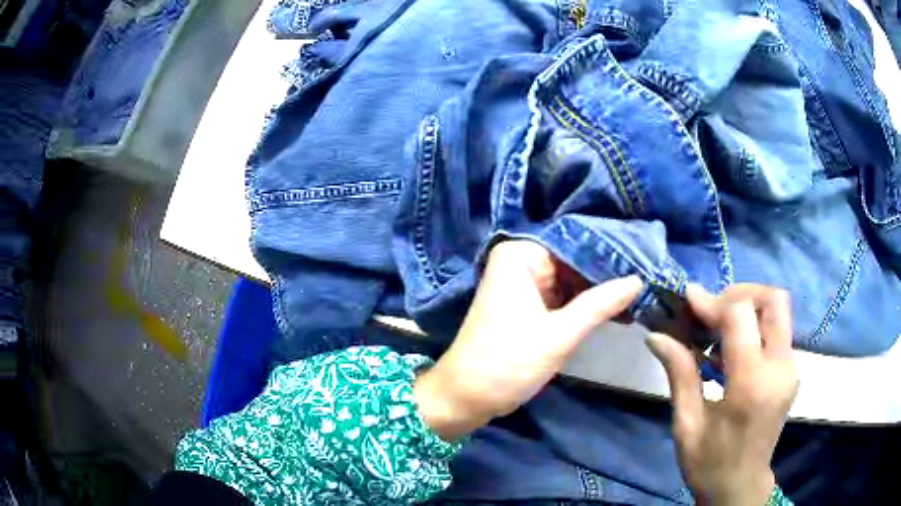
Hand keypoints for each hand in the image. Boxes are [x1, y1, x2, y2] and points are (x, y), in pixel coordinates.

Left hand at [414, 240, 642, 440]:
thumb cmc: (507, 363)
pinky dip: (585, 305)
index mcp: (521, 254)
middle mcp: (520, 260)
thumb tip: (638, 279)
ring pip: (571, 280)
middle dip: (608, 274)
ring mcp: (522, 283)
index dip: (612, 253)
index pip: (577, 242)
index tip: (647, 259)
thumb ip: (601, 304)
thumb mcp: (560, 334)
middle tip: (650, 278)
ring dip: (600, 291)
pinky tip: (617, 309)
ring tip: (642, 293)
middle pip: (574, 260)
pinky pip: (562, 296)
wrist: (465, 398)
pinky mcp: (526, 305)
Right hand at [647, 284, 798, 505]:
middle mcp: (780, 368)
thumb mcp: (687, 424)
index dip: (713, 301)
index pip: (741, 315)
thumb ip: (680, 374)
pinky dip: (756, 325)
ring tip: (719, 329)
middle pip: (774, 299)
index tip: (688, 300)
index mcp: (751, 384)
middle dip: (741, 293)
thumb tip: (657, 335)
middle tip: (713, 310)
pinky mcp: (792, 371)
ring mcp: (791, 369)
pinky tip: (732, 348)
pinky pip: (778, 329)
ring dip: (749, 307)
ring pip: (779, 310)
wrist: (740, 486)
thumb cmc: (709, 463)